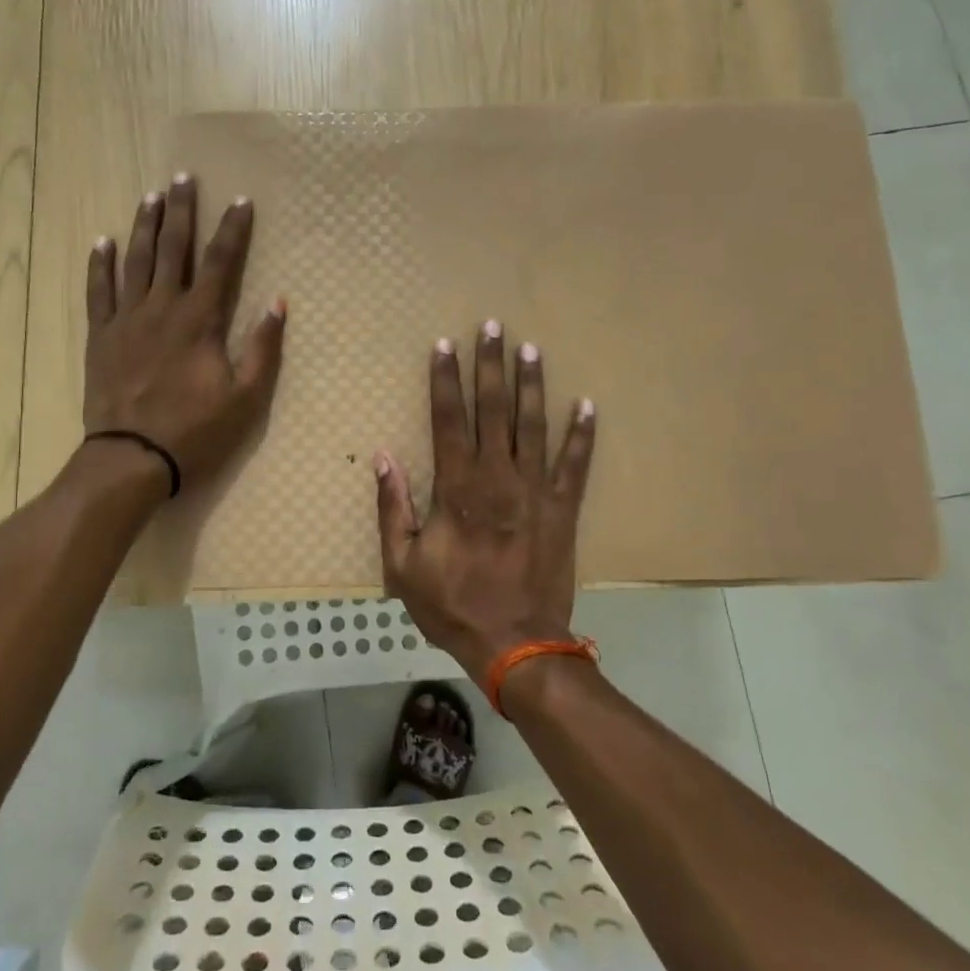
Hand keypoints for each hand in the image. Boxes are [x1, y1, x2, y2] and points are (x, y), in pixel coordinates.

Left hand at [85, 174, 285, 489]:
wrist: (131, 457)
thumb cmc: (194, 430)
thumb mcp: (245, 397)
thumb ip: (262, 348)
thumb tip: (278, 303)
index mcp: (199, 320)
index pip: (220, 262)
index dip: (232, 229)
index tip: (241, 200)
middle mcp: (161, 307)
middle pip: (172, 248)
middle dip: (181, 211)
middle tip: (184, 178)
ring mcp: (126, 319)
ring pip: (135, 260)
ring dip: (144, 225)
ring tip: (150, 196)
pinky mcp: (101, 336)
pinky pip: (98, 291)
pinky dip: (99, 264)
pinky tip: (102, 242)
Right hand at [374, 320, 595, 684]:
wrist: (515, 644)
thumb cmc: (453, 604)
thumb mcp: (403, 564)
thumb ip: (393, 507)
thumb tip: (382, 457)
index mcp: (457, 488)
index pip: (447, 419)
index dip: (444, 380)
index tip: (444, 345)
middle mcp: (498, 478)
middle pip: (493, 410)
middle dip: (490, 366)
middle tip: (493, 327)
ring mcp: (536, 491)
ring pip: (534, 426)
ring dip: (532, 385)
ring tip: (532, 349)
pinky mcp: (564, 510)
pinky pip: (575, 465)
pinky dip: (582, 435)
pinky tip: (587, 405)